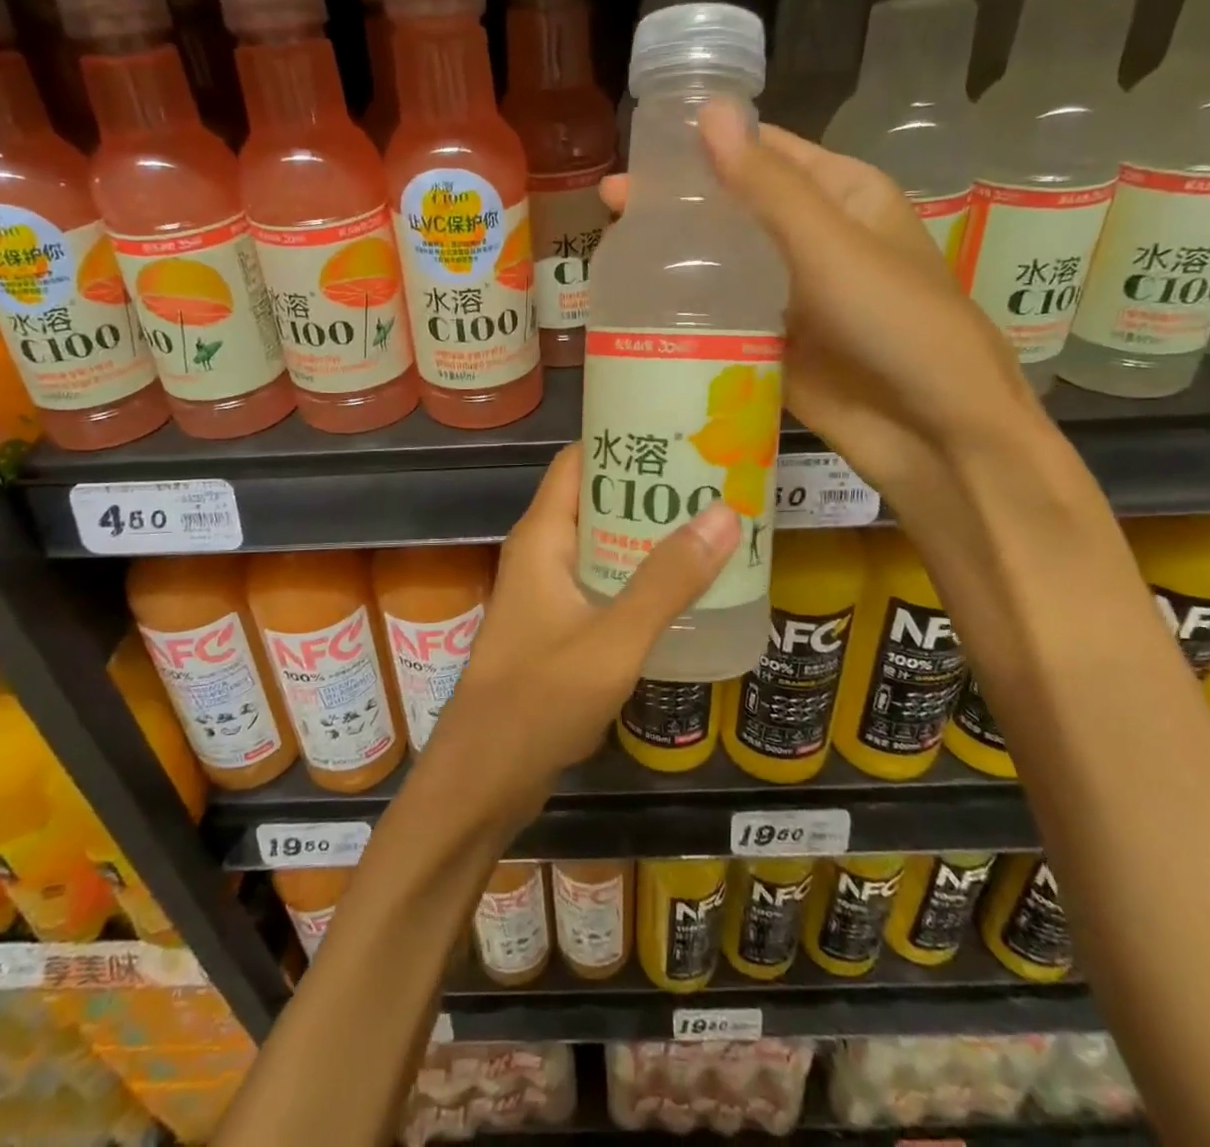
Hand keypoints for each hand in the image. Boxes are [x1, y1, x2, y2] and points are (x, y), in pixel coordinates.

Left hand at [432, 445, 738, 818]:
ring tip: (714, 521)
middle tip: (716, 476)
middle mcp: (542, 552)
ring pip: (603, 542)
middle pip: (597, 498)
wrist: (482, 779)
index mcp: (542, 536)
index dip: (623, 438)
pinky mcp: (559, 626)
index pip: (578, 460)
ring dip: (649, 532)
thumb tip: (726, 512)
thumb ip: (667, 581)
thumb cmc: (537, 701)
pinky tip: (685, 584)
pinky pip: (604, 581)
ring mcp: (549, 591)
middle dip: (651, 486)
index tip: (681, 430)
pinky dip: (640, 573)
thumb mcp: (612, 640)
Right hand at [600, 103, 1038, 513]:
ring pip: (725, 265)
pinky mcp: (773, 345)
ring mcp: (791, 295)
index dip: (704, 143)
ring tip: (610, 251)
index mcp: (840, 194)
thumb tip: (708, 110)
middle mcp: (813, 239)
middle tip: (609, 205)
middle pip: (736, 209)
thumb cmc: (896, 322)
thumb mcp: (830, 245)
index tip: (638, 146)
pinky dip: (689, 311)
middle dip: (679, 205)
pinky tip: (640, 308)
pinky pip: (725, 317)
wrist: (933, 433)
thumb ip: (766, 186)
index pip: (763, 151)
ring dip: (678, 259)